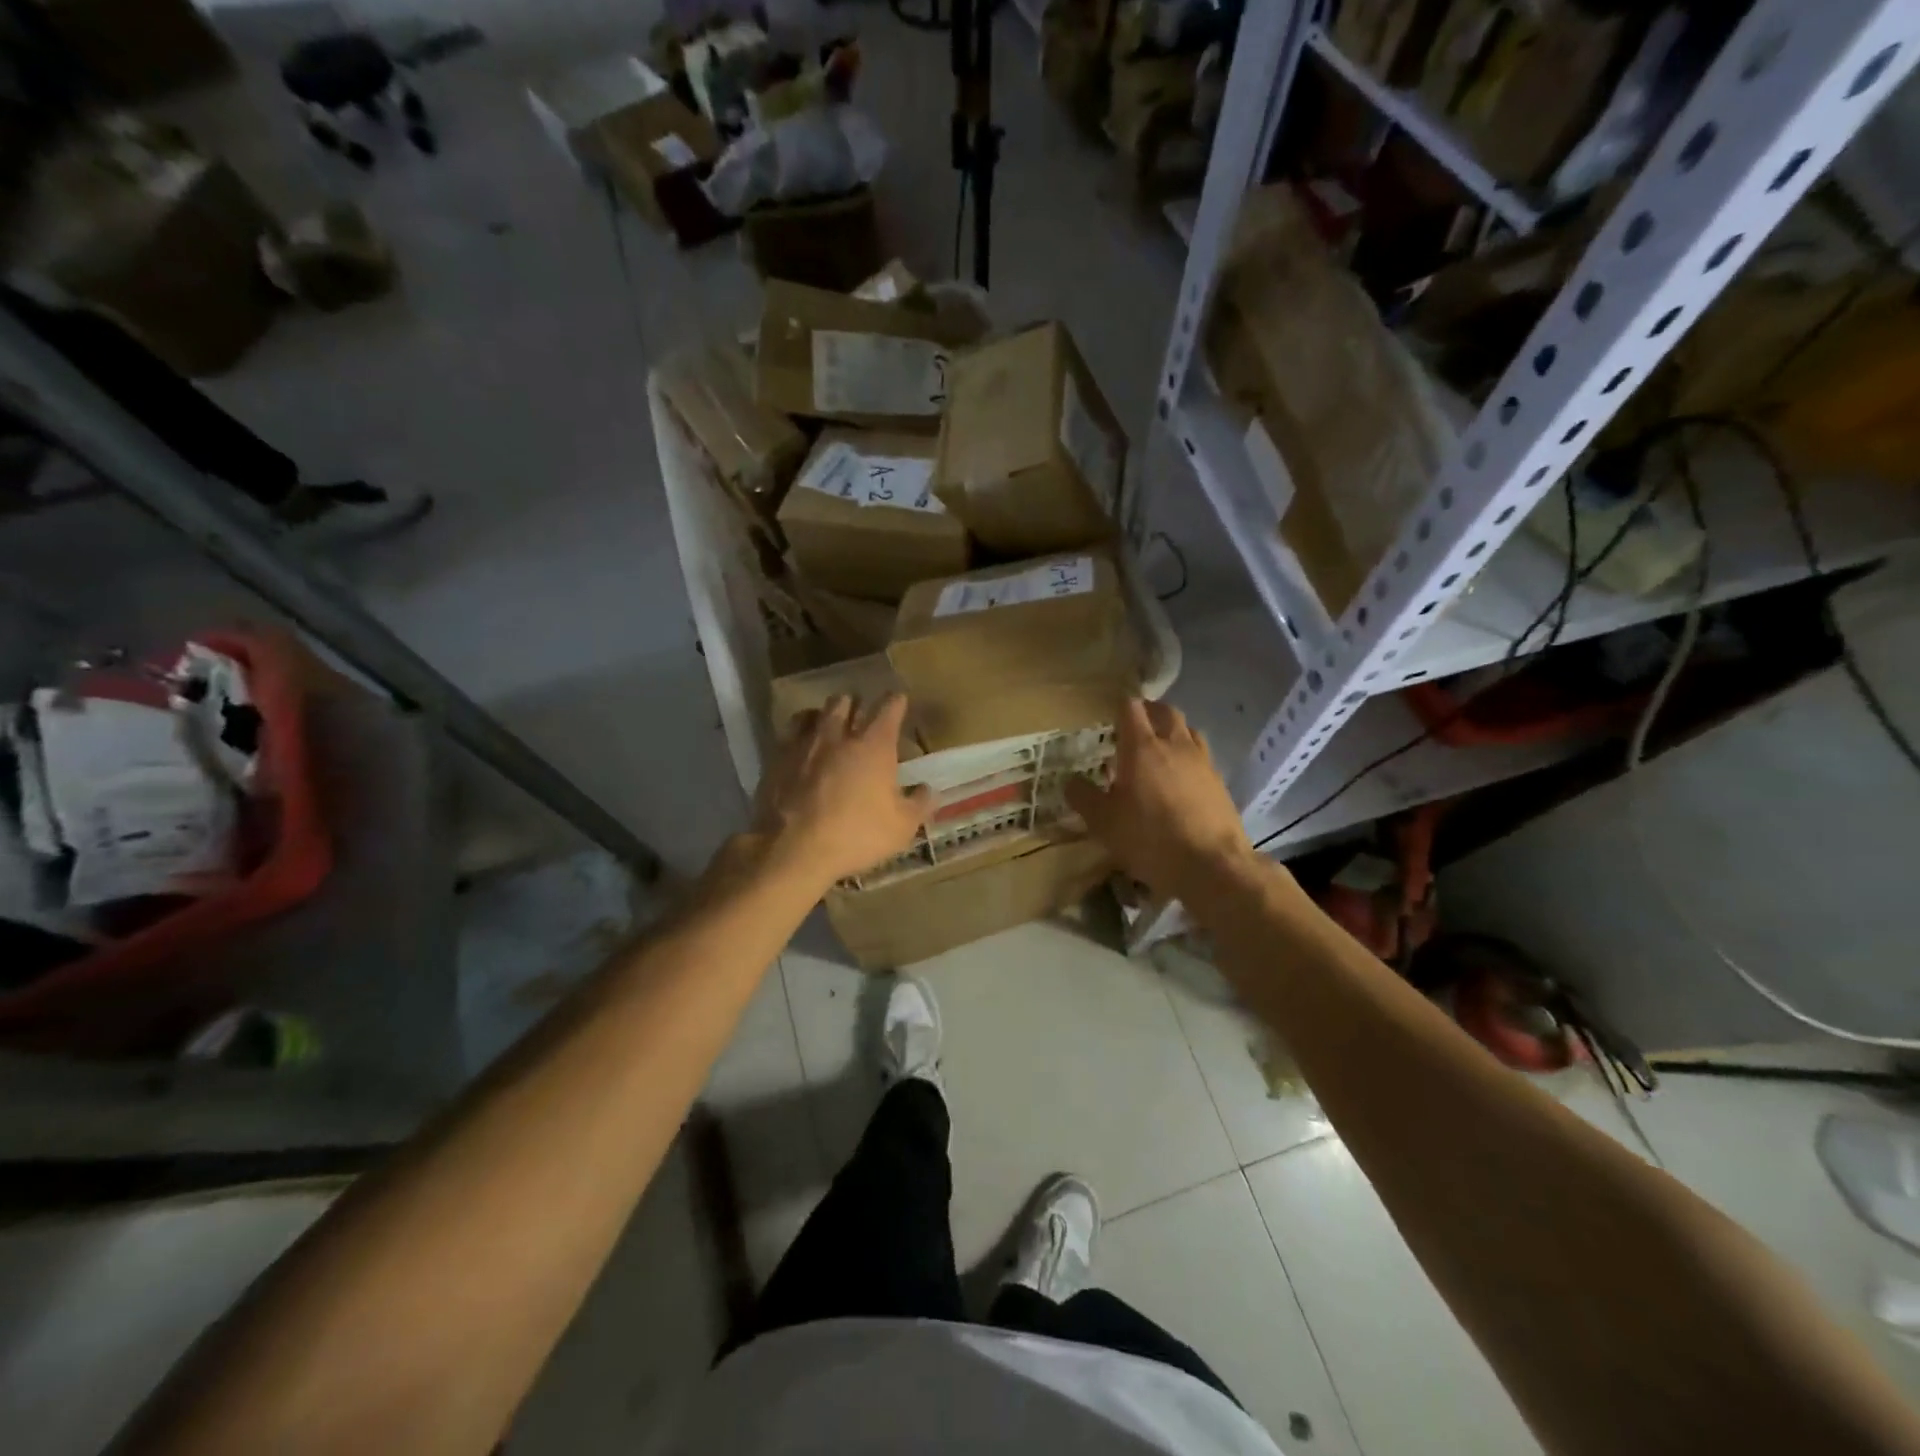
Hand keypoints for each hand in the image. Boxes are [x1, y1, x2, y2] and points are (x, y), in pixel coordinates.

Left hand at [751, 694, 931, 893]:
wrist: (793, 849)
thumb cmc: (856, 835)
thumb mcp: (901, 828)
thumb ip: (919, 804)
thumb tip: (928, 789)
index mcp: (874, 745)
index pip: (889, 708)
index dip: (896, 702)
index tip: (900, 701)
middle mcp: (838, 734)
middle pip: (847, 701)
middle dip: (857, 704)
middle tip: (862, 715)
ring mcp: (803, 743)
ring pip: (814, 712)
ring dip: (825, 715)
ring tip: (830, 726)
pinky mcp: (776, 759)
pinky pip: (789, 734)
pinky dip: (800, 735)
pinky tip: (803, 749)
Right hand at [1066, 699, 1254, 901]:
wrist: (1212, 866)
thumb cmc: (1150, 839)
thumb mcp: (1104, 823)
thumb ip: (1084, 797)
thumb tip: (1071, 781)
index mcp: (1142, 747)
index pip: (1130, 708)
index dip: (1119, 706)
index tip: (1109, 715)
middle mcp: (1174, 745)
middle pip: (1165, 711)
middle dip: (1149, 712)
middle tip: (1135, 725)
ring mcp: (1202, 762)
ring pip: (1188, 730)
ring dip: (1173, 731)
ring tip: (1160, 748)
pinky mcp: (1220, 782)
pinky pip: (1202, 756)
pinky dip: (1189, 757)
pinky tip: (1182, 778)